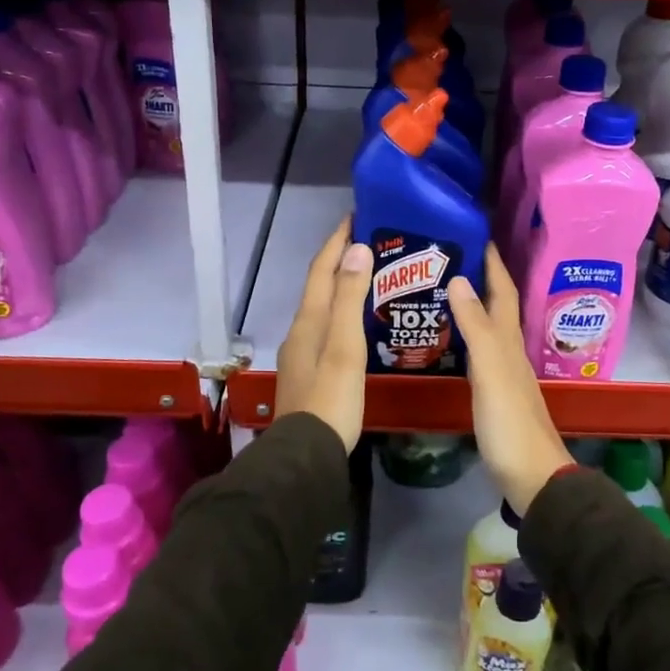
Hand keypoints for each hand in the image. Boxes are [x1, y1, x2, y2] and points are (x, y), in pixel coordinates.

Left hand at [274, 221, 371, 451]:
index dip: (337, 241)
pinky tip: (358, 322)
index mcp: (309, 321)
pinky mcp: (309, 373)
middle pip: (319, 286)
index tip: (355, 216)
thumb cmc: (331, 398)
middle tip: (369, 242)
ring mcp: (302, 354)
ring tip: (369, 276)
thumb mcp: (344, 346)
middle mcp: (300, 331)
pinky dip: (341, 312)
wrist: (307, 454)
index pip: (322, 270)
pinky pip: (326, 327)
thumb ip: (349, 298)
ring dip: (340, 286)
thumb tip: (355, 249)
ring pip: (322, 307)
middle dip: (339, 260)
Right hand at [447, 245, 570, 512]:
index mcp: (509, 340)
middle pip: (496, 305)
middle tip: (448, 255)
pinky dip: (464, 335)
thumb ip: (477, 328)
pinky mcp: (493, 392)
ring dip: (471, 304)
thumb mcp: (490, 371)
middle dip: (479, 277)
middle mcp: (508, 350)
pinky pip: (477, 351)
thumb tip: (462, 279)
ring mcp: (502, 372)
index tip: (476, 232)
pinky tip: (447, 338)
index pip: (502, 291)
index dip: (493, 262)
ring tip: (441, 287)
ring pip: (487, 327)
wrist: (531, 475)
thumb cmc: (510, 421)